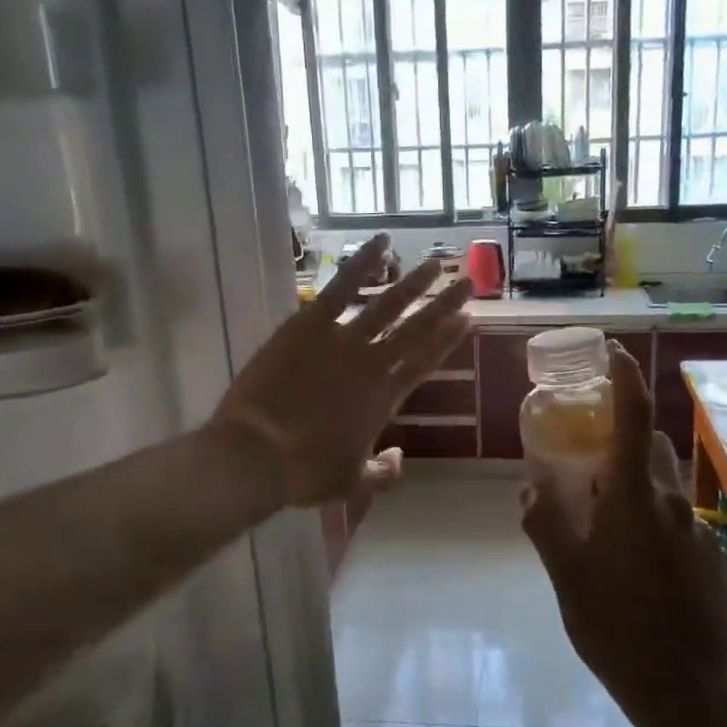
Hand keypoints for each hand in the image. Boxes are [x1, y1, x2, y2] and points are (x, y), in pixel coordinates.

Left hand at [212, 236, 473, 506]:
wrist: (258, 455)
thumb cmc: (304, 473)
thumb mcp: (351, 483)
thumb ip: (383, 472)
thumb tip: (400, 457)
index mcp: (384, 400)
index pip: (424, 362)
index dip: (448, 340)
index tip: (468, 319)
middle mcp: (373, 364)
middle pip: (417, 329)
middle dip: (445, 305)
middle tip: (468, 282)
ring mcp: (342, 340)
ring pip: (388, 305)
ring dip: (414, 283)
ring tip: (436, 263)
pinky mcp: (310, 324)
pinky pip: (342, 287)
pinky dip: (363, 263)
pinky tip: (381, 243)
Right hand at [521, 343, 726, 726]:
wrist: (690, 689)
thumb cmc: (617, 626)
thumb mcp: (566, 576)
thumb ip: (546, 525)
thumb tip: (530, 489)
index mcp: (633, 494)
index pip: (634, 414)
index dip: (626, 376)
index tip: (613, 352)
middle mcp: (670, 500)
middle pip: (648, 446)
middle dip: (621, 439)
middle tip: (587, 458)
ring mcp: (695, 528)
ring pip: (661, 484)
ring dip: (634, 482)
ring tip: (603, 518)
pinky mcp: (711, 555)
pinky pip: (674, 519)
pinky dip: (651, 519)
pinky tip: (634, 564)